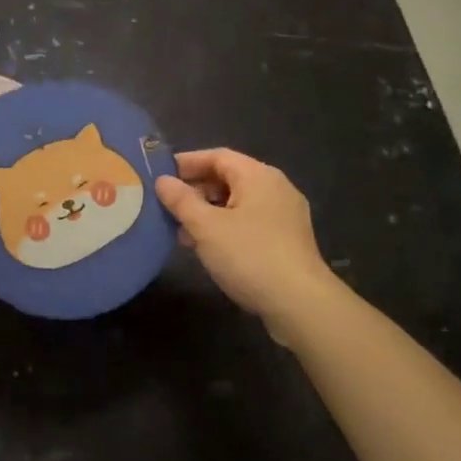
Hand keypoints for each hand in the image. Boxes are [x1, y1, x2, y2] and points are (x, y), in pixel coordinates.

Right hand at [155, 149, 341, 334]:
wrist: (301, 304)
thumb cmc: (250, 256)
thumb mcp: (206, 227)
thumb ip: (182, 201)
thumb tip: (163, 181)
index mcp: (257, 175)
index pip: (217, 156)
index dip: (187, 162)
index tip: (160, 174)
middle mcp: (275, 187)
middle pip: (229, 177)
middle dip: (196, 190)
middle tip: (167, 204)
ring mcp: (285, 214)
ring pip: (238, 202)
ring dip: (209, 211)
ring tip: (181, 229)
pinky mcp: (288, 239)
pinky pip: (250, 221)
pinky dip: (226, 226)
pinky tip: (207, 247)